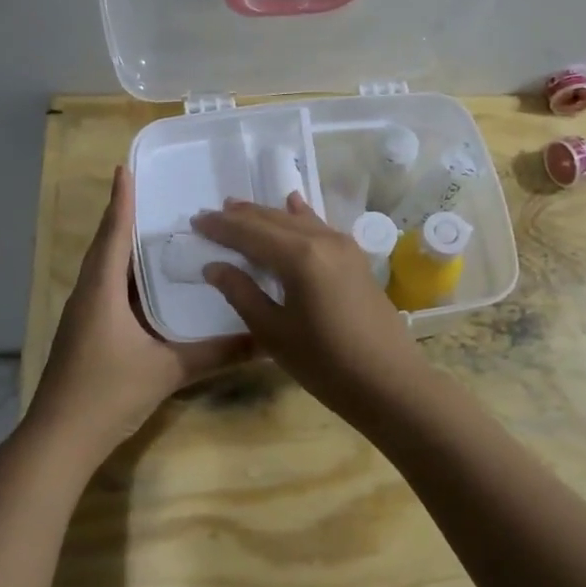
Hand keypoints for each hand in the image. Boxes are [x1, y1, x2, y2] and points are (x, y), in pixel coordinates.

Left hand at [28, 166, 251, 465]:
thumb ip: (215, 353)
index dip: (122, 200)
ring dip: (125, 247)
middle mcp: (88, 294)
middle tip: (157, 195)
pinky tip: (150, 284)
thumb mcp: (167, 371)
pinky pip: (107, 290)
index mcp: (102, 291)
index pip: (114, 234)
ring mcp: (83, 315)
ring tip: (158, 231)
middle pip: (106, 246)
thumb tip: (263, 340)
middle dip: (126, 218)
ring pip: (105, 269)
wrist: (60, 439)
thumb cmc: (108, 394)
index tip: (126, 167)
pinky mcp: (86, 333)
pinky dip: (126, 276)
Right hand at [192, 195, 428, 418]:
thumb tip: (214, 266)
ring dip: (266, 215)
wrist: (389, 382)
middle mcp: (322, 240)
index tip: (195, 221)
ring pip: (296, 220)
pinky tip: (293, 203)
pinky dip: (300, 216)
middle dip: (240, 217)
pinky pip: (319, 227)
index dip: (221, 227)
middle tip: (211, 215)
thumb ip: (242, 293)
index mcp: (299, 256)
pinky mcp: (355, 258)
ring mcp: (343, 246)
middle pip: (272, 220)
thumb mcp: (273, 332)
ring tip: (239, 208)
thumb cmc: (325, 364)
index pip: (249, 233)